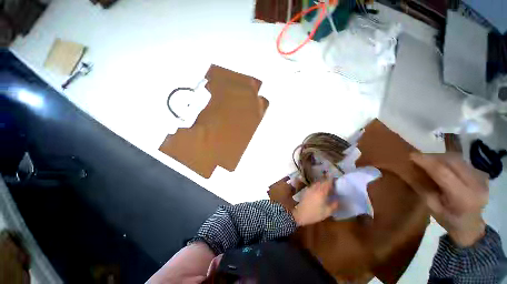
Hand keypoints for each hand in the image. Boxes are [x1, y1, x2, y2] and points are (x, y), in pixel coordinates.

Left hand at [292, 179, 338, 226]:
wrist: (301, 214)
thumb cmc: (315, 214)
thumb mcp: (327, 211)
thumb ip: (334, 204)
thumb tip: (338, 199)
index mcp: (321, 192)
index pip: (327, 182)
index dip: (332, 180)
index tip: (336, 180)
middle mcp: (315, 188)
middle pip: (322, 181)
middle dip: (327, 181)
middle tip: (332, 184)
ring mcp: (309, 188)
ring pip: (317, 183)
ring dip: (321, 183)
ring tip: (326, 187)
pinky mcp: (306, 191)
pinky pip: (313, 186)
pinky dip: (317, 186)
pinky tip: (319, 191)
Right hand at [411, 153, 488, 246]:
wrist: (472, 227)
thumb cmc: (449, 221)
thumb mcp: (433, 208)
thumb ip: (424, 189)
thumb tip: (411, 171)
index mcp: (463, 198)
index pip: (443, 172)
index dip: (426, 161)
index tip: (411, 155)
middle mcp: (476, 185)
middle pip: (452, 161)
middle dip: (433, 157)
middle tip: (419, 158)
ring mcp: (482, 179)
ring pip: (458, 159)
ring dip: (441, 157)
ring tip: (430, 161)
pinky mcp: (482, 175)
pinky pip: (462, 162)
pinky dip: (449, 161)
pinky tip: (443, 166)